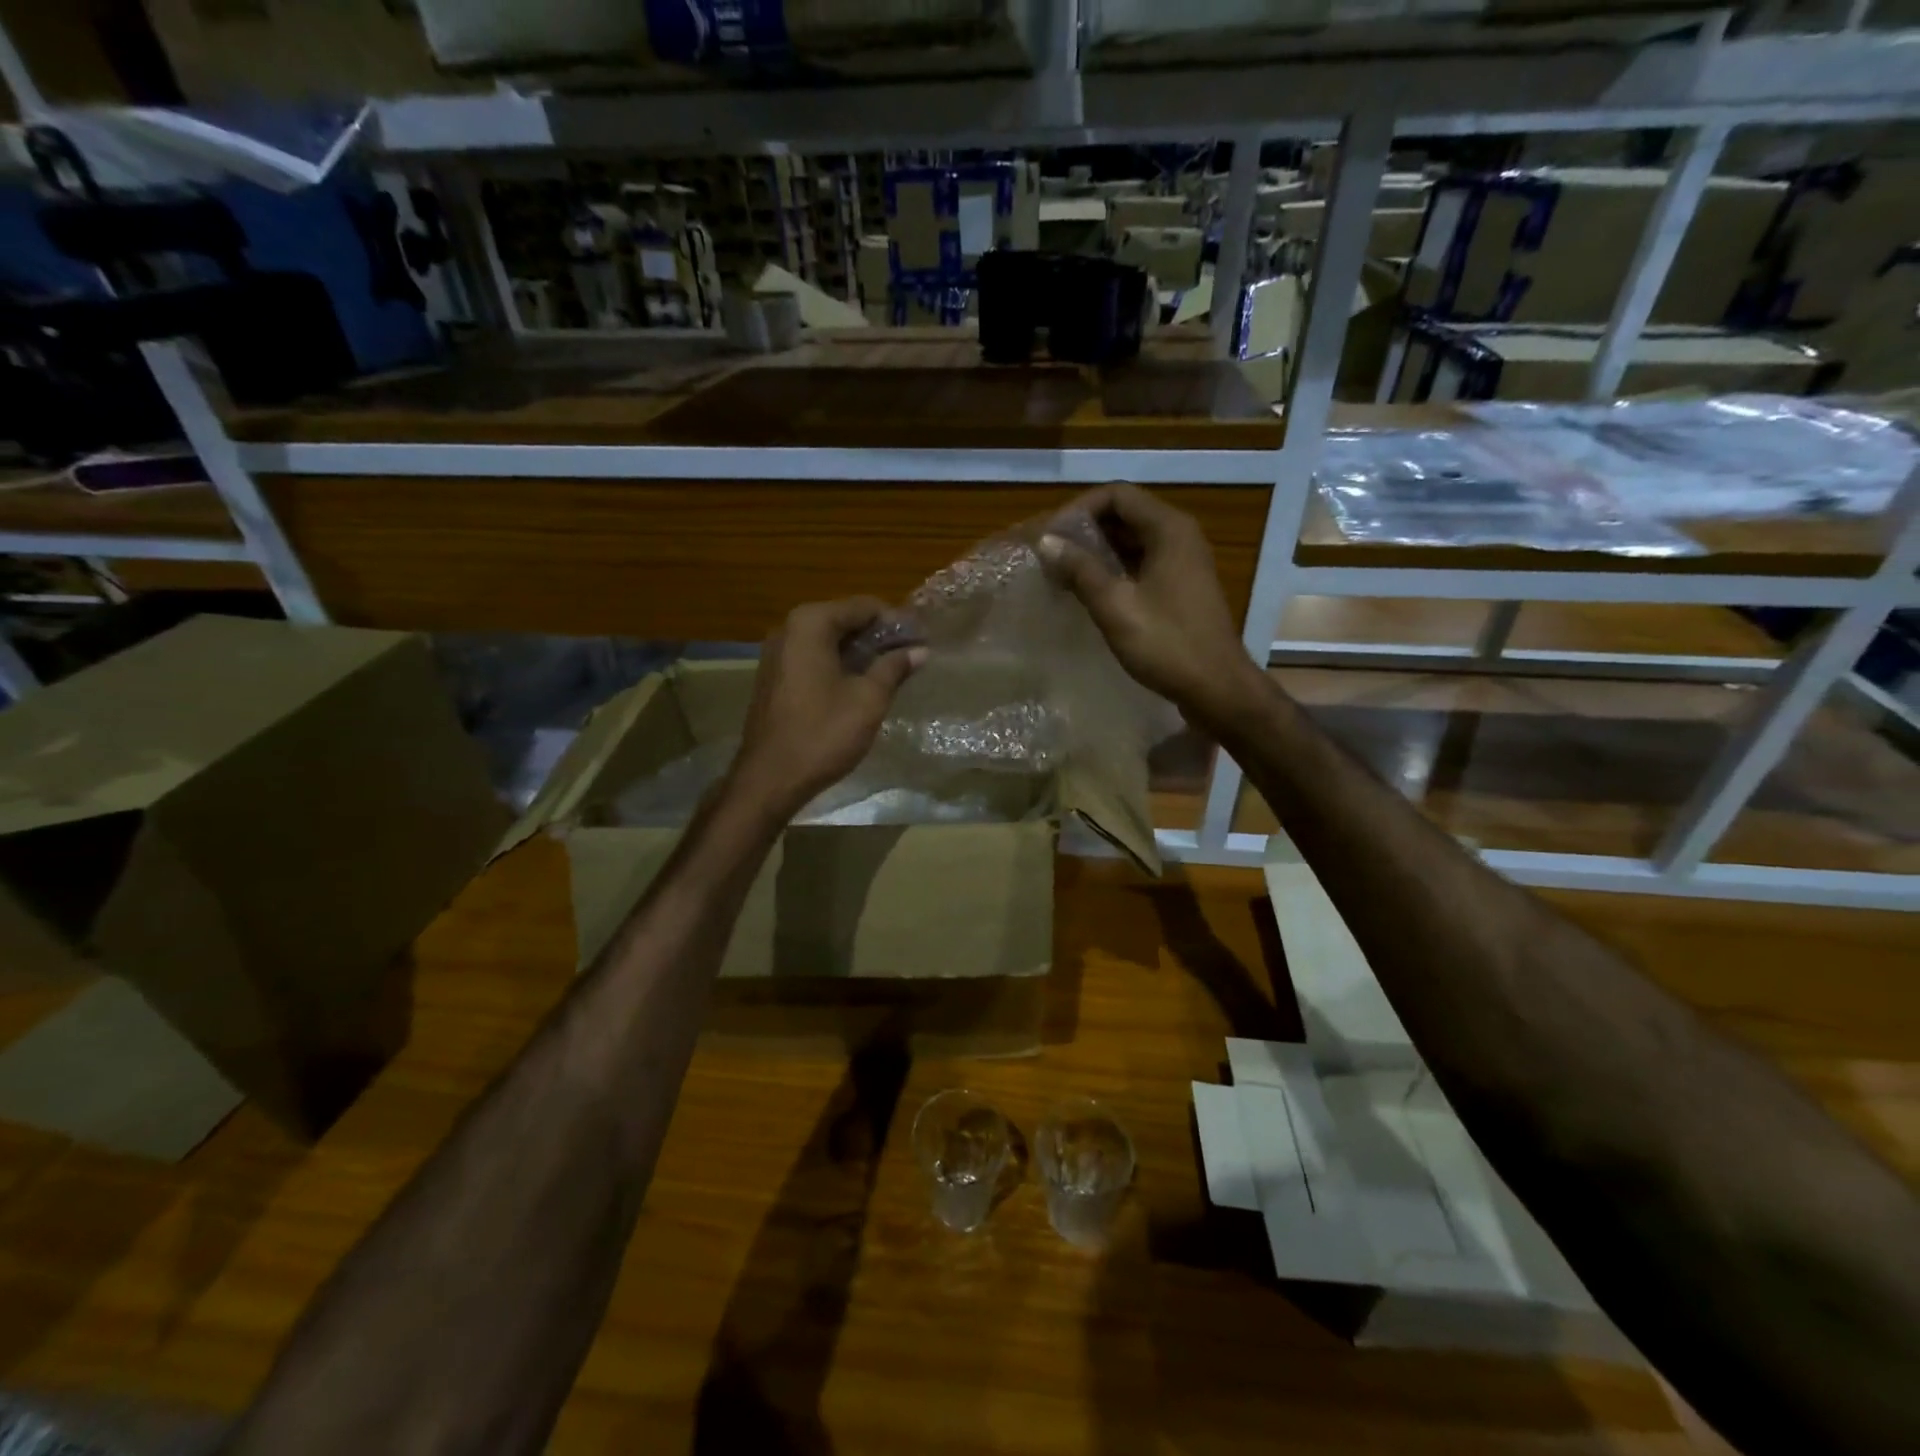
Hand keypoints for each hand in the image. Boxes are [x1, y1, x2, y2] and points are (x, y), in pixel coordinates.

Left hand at [730, 597, 924, 817]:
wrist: (771, 778)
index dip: (897, 621)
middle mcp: (789, 628)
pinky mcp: (775, 676)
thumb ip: (894, 667)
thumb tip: (920, 650)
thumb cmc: (823, 734)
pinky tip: (862, 685)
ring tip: (894, 672)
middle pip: (845, 620)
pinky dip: (840, 665)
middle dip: (879, 636)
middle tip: (912, 656)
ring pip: (830, 641)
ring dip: (861, 652)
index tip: (922, 640)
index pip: (864, 606)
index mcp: (811, 624)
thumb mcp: (868, 699)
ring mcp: (778, 653)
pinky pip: (815, 658)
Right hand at [1037, 484, 1264, 728]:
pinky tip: (1088, 592)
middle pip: (1124, 515)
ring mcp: (1183, 562)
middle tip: (1050, 555)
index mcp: (1168, 529)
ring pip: (1132, 541)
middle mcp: (1179, 536)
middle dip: (1085, 531)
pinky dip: (1113, 570)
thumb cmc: (1167, 644)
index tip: (1051, 537)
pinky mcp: (1181, 587)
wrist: (1216, 687)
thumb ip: (1080, 570)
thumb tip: (1046, 542)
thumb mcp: (1115, 606)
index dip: (1079, 509)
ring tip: (1062, 573)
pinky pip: (1141, 564)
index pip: (1116, 495)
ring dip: (1097, 552)